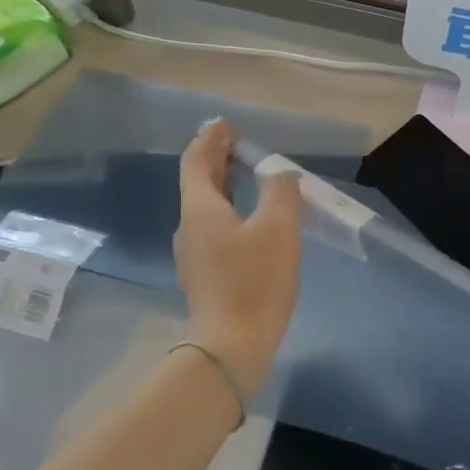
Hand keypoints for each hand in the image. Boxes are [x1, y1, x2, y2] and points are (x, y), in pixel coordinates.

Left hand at [174, 120, 301, 396]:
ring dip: (222, 186)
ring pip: (204, 208)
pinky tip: (247, 221)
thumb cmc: (254, 281)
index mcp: (201, 210)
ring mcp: (193, 255)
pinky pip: (212, 229)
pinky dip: (227, 211)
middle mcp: (189, 227)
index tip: (224, 124)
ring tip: (244, 176)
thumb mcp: (278, 229)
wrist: (232, 345)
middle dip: (215, 160)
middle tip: (235, 143)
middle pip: (197, 184)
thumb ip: (280, 193)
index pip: (196, 162)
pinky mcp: (204, 276)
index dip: (210, 140)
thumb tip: (280, 175)